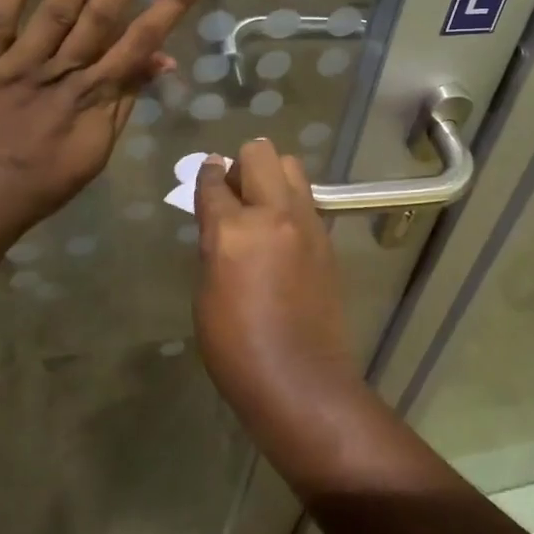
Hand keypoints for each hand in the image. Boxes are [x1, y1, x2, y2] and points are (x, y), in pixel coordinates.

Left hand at [0, 0, 209, 238]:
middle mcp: (66, 72)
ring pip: (59, 6)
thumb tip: (165, 60)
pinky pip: (0, 17)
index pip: (144, 40)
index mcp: (98, 96)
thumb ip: (128, 99)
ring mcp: (22, 64)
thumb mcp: (98, 148)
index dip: (173, 1)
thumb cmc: (42, 180)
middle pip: (105, 11)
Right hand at [193, 140, 360, 448]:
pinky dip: (290, 202)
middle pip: (260, 153)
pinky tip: (281, 232)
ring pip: (291, 167)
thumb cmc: (236, 347)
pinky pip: (306, 200)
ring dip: (272, 175)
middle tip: (234, 191)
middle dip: (242, 163)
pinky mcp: (327, 239)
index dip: (206, 175)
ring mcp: (307, 223)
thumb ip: (214, 244)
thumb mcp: (207, 293)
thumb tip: (220, 221)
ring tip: (260, 206)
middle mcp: (273, 214)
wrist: (301, 380)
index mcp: (233, 230)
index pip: (214, 182)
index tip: (207, 173)